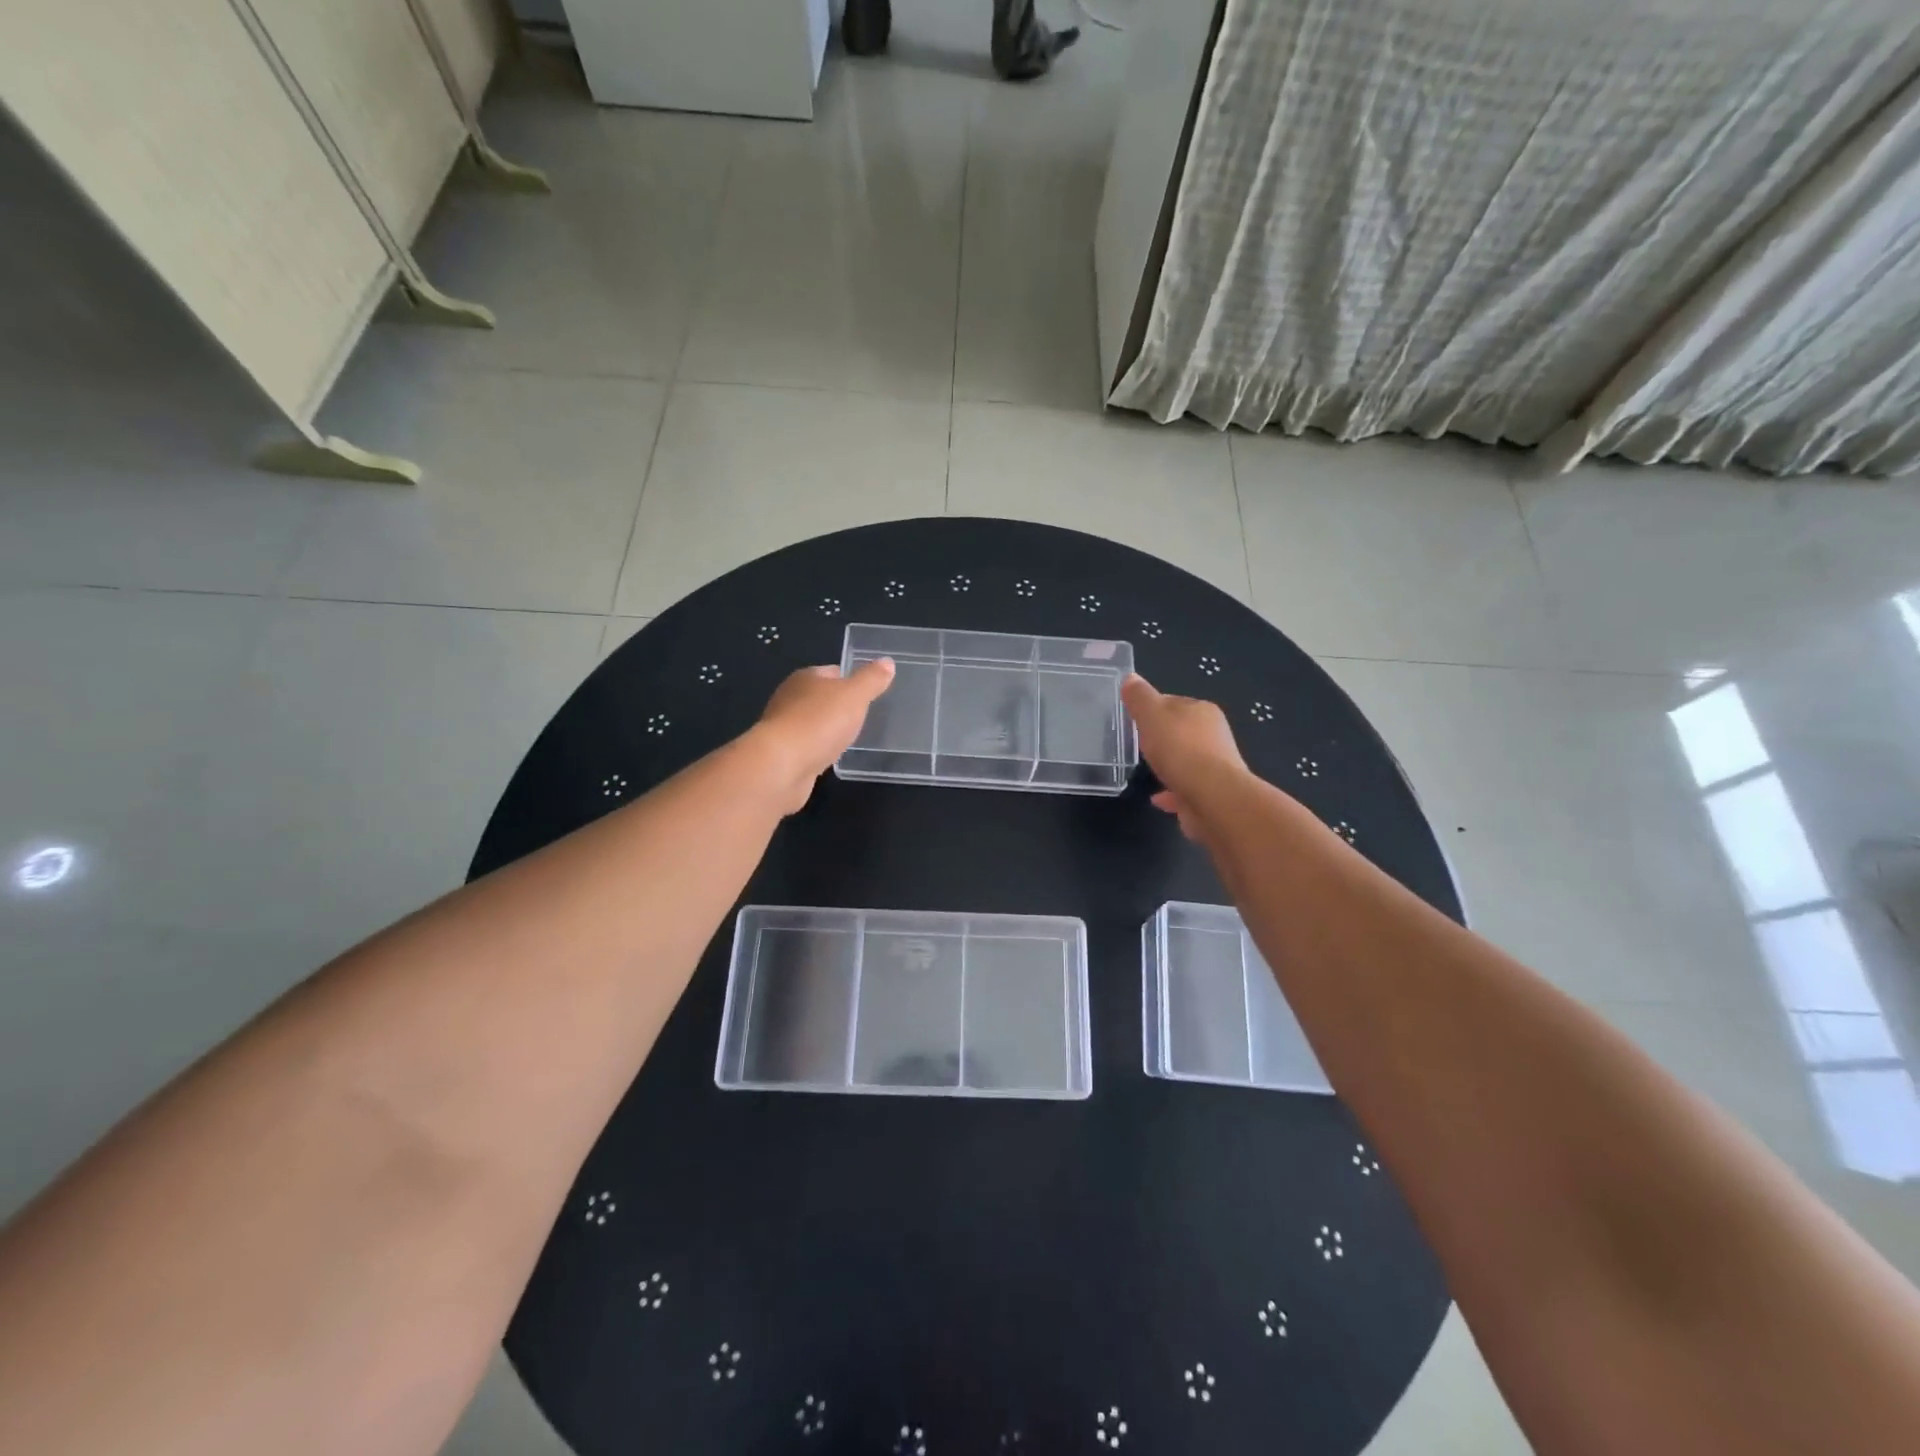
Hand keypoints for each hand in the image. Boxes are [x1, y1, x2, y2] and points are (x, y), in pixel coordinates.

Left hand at [752, 659, 895, 811]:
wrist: (781, 766)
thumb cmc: (819, 722)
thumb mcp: (854, 696)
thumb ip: (871, 680)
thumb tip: (887, 661)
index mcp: (806, 678)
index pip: (832, 672)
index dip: (851, 679)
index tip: (869, 692)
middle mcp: (790, 698)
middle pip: (820, 697)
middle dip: (839, 706)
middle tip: (864, 716)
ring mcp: (784, 728)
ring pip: (813, 723)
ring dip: (828, 729)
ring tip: (850, 738)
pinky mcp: (783, 754)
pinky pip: (807, 747)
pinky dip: (818, 750)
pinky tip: (830, 757)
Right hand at [1121, 673, 1247, 840]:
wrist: (1212, 797)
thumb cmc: (1180, 749)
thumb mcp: (1152, 715)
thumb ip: (1140, 697)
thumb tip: (1130, 678)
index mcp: (1202, 711)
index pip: (1173, 702)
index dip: (1152, 709)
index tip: (1134, 720)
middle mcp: (1214, 735)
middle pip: (1181, 732)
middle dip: (1162, 738)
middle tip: (1138, 746)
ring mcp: (1215, 766)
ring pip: (1186, 761)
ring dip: (1169, 765)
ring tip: (1147, 772)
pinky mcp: (1212, 793)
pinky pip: (1186, 788)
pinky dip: (1172, 791)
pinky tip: (1157, 798)